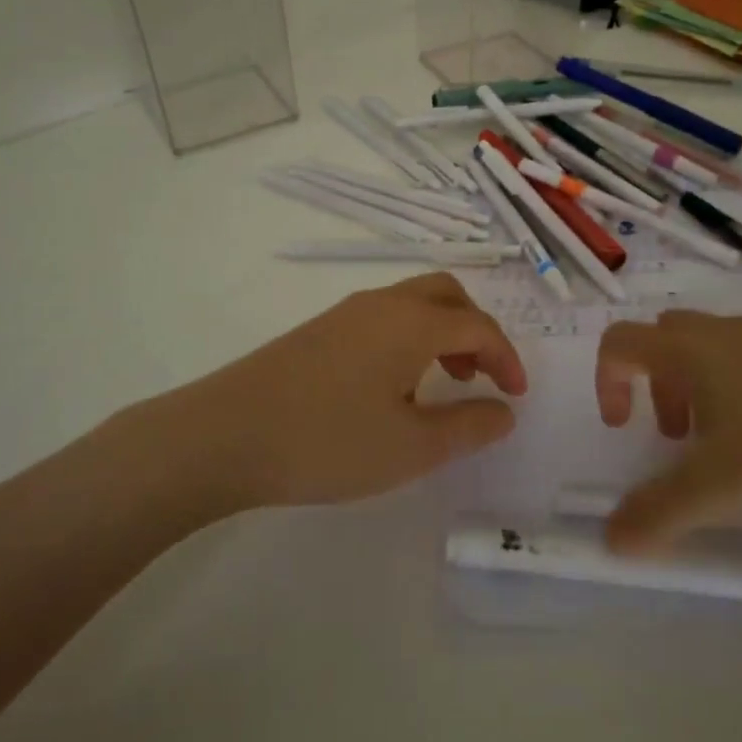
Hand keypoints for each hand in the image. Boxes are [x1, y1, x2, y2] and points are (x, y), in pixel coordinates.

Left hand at [174, 272, 527, 510]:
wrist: (224, 434)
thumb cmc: (328, 441)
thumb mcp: (412, 447)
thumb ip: (468, 427)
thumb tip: (505, 411)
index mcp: (412, 322)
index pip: (478, 325)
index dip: (507, 357)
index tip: (516, 395)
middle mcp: (382, 304)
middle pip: (446, 294)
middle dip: (475, 330)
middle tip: (479, 377)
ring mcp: (345, 313)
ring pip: (412, 303)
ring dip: (440, 332)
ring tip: (441, 382)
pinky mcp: (319, 330)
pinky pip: (382, 318)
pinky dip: (408, 338)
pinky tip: (392, 385)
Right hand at [594, 312, 741, 553]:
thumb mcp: (725, 483)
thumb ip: (663, 512)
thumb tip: (610, 539)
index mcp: (686, 350)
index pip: (619, 344)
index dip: (606, 382)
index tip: (622, 427)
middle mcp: (718, 332)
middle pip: (662, 343)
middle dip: (656, 390)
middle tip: (678, 438)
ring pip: (710, 353)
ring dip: (700, 393)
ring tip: (732, 447)